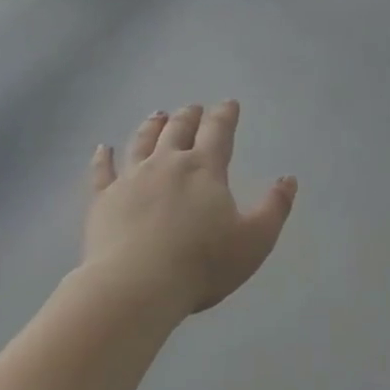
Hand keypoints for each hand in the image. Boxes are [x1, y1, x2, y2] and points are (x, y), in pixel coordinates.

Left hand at [83, 102, 296, 317]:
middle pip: (178, 130)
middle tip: (192, 108)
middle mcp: (166, 164)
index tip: (228, 104)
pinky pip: (102, 171)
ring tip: (157, 115)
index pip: (218, 133)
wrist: (137, 286)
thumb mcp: (254, 240)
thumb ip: (274, 208)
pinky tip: (103, 149)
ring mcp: (130, 179)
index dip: (225, 116)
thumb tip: (288, 179)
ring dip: (152, 126)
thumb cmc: (202, 264)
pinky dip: (103, 158)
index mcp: (204, 170)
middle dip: (188, 117)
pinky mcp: (102, 199)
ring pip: (141, 142)